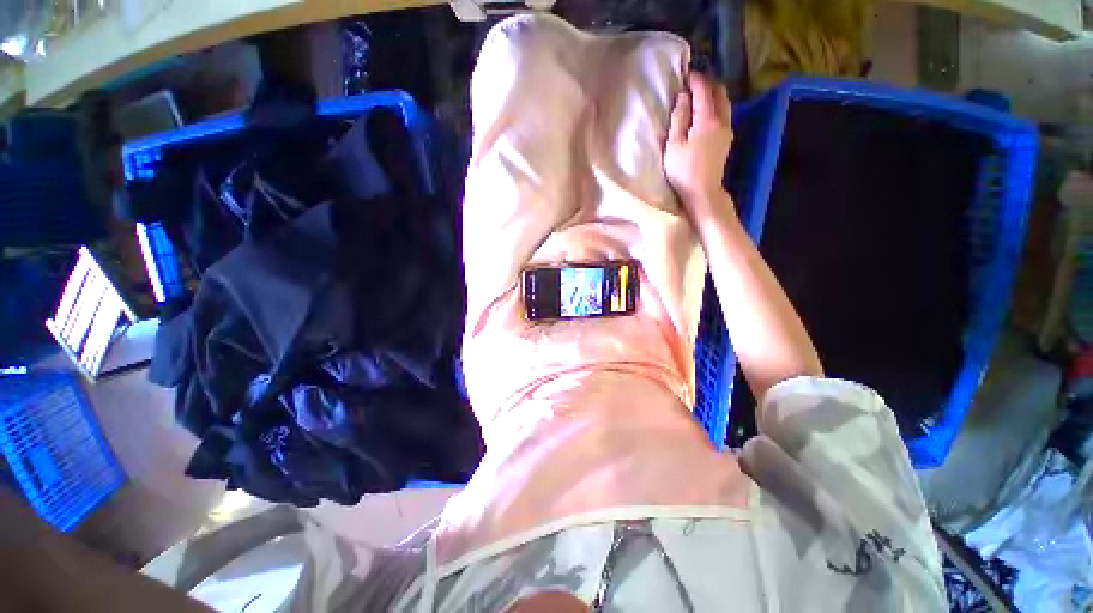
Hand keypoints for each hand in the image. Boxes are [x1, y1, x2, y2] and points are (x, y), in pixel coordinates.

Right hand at [664, 72, 733, 217]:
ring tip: (699, 95)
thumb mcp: (674, 146)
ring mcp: (727, 131)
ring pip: (724, 103)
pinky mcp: (726, 141)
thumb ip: (678, 119)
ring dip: (713, 95)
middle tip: (693, 82)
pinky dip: (715, 107)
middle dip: (707, 83)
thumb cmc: (683, 171)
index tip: (685, 73)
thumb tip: (682, 97)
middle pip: (719, 93)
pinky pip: (724, 115)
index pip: (704, 91)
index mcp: (707, 120)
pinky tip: (705, 113)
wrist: (703, 193)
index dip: (695, 79)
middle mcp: (722, 121)